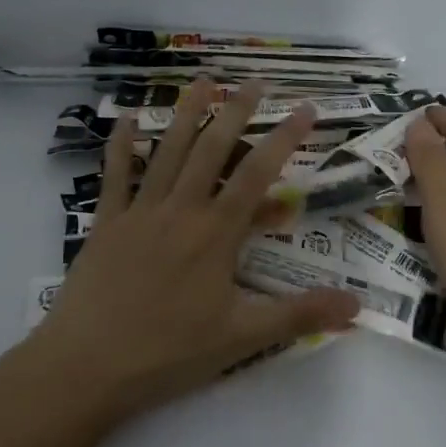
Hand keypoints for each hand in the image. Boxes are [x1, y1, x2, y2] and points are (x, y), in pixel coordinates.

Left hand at [30, 79, 360, 424]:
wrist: (87, 365)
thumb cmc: (168, 353)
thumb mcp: (241, 338)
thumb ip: (298, 315)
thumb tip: (357, 306)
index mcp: (215, 233)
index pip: (257, 174)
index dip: (284, 137)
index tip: (304, 108)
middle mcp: (179, 210)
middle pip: (211, 149)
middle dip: (236, 112)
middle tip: (254, 82)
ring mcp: (139, 212)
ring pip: (166, 151)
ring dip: (185, 113)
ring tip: (202, 81)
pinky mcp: (106, 224)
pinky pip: (114, 176)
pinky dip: (119, 145)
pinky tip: (123, 119)